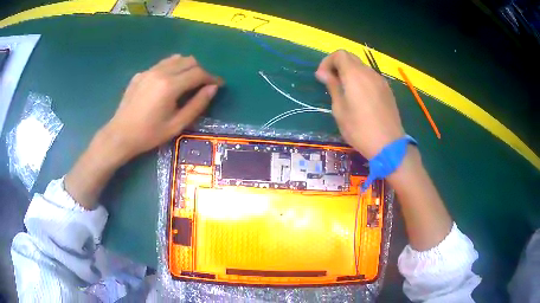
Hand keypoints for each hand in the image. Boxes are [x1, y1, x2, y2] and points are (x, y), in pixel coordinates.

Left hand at [101, 54, 221, 162]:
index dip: (212, 77)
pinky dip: (171, 69)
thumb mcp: (177, 125)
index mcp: (170, 85)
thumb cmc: (149, 134)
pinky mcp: (140, 74)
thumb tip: (213, 88)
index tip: (219, 84)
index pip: (198, 73)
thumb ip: (197, 104)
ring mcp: (148, 71)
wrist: (120, 135)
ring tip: (187, 82)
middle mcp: (160, 72)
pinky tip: (167, 84)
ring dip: (186, 67)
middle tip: (202, 85)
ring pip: (175, 59)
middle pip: (189, 61)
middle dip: (200, 70)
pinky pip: (161, 64)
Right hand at [315, 50, 403, 158]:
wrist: (388, 145)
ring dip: (350, 73)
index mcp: (355, 75)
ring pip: (362, 67)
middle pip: (351, 58)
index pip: (340, 55)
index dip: (327, 62)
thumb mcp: (340, 110)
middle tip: (331, 82)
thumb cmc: (359, 129)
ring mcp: (380, 81)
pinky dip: (361, 80)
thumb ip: (333, 87)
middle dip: (338, 65)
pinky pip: (371, 77)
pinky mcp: (387, 90)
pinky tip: (360, 97)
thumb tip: (323, 73)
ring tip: (345, 91)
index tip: (322, 77)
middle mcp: (369, 73)